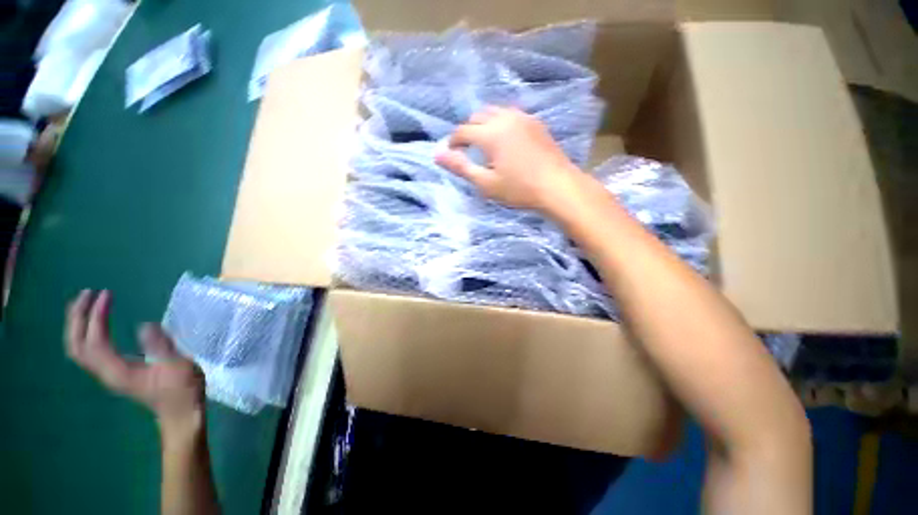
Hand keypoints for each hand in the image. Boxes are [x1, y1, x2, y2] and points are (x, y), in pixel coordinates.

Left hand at [65, 290, 204, 429]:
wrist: (180, 414)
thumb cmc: (182, 390)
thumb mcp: (177, 366)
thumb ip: (160, 347)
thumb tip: (144, 325)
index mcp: (117, 371)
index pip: (94, 341)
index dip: (95, 316)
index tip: (106, 294)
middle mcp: (105, 372)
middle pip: (76, 345)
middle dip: (77, 318)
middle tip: (87, 294)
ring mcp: (108, 373)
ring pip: (79, 348)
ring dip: (79, 324)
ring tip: (88, 303)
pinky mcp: (114, 372)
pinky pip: (90, 350)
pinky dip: (87, 333)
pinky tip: (97, 324)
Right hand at [435, 106, 586, 212]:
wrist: (557, 186)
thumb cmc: (519, 189)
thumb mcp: (486, 183)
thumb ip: (461, 167)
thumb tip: (436, 154)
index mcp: (490, 134)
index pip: (462, 131)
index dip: (453, 142)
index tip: (451, 153)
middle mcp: (505, 118)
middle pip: (477, 116)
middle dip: (467, 130)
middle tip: (466, 149)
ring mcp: (522, 117)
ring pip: (495, 111)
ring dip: (484, 123)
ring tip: (484, 142)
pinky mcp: (535, 122)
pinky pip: (511, 115)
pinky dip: (500, 122)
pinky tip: (505, 139)